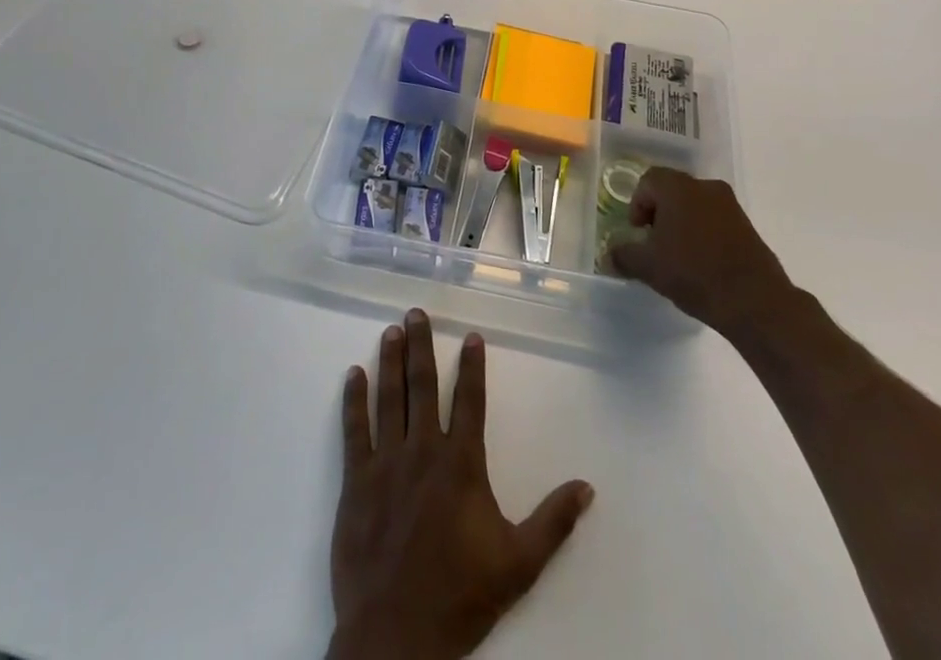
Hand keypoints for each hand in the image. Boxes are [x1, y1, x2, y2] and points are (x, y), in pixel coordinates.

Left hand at [327, 309, 593, 659]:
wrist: (396, 637)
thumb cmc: (460, 596)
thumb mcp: (519, 563)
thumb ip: (553, 521)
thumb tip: (587, 486)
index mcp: (462, 465)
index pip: (469, 401)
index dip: (472, 367)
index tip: (471, 336)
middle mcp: (424, 451)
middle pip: (423, 386)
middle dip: (421, 347)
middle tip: (415, 313)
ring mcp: (387, 463)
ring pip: (389, 399)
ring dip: (390, 362)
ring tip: (391, 331)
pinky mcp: (357, 481)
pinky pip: (355, 431)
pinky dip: (353, 400)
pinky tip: (353, 374)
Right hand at [608, 168, 796, 337]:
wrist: (754, 301)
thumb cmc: (694, 273)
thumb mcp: (649, 267)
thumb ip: (624, 255)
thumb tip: (609, 255)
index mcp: (678, 188)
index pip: (649, 181)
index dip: (637, 204)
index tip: (638, 232)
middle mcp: (705, 187)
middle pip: (672, 190)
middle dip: (659, 213)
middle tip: (654, 243)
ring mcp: (730, 205)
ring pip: (695, 205)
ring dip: (682, 223)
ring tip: (678, 255)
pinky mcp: (747, 225)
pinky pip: (715, 219)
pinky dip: (703, 233)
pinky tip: (701, 262)